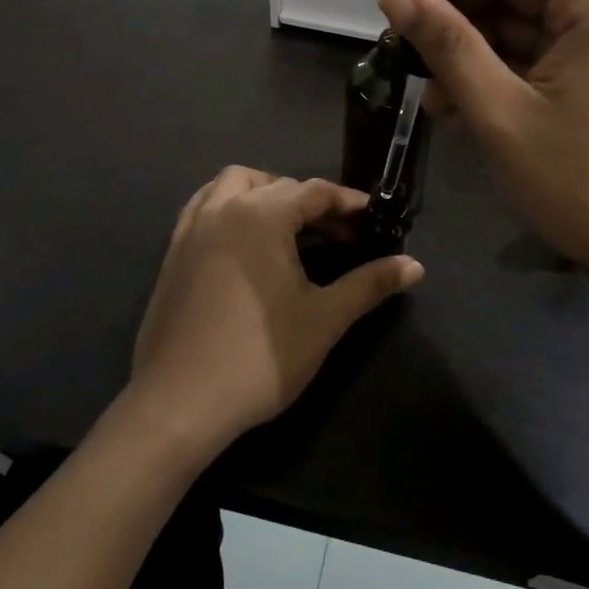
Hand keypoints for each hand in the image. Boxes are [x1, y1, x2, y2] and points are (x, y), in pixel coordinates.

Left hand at [130, 168, 422, 453]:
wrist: (179, 403)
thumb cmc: (259, 357)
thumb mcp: (325, 318)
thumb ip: (370, 284)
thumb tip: (415, 265)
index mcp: (261, 215)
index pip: (314, 191)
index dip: (348, 203)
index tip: (374, 219)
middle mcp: (224, 208)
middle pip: (276, 184)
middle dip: (311, 201)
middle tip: (339, 232)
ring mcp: (192, 228)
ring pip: (232, 184)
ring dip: (265, 193)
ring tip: (290, 227)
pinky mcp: (173, 252)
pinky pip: (204, 206)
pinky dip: (230, 207)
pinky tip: (244, 241)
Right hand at [379, 0, 588, 308]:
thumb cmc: (578, 183)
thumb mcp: (499, 112)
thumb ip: (446, 45)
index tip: (415, 11)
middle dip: (464, 17)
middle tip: (412, 56)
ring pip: (529, 23)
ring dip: (477, 51)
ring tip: (432, 96)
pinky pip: (544, 56)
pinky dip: (503, 73)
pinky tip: (462, 109)